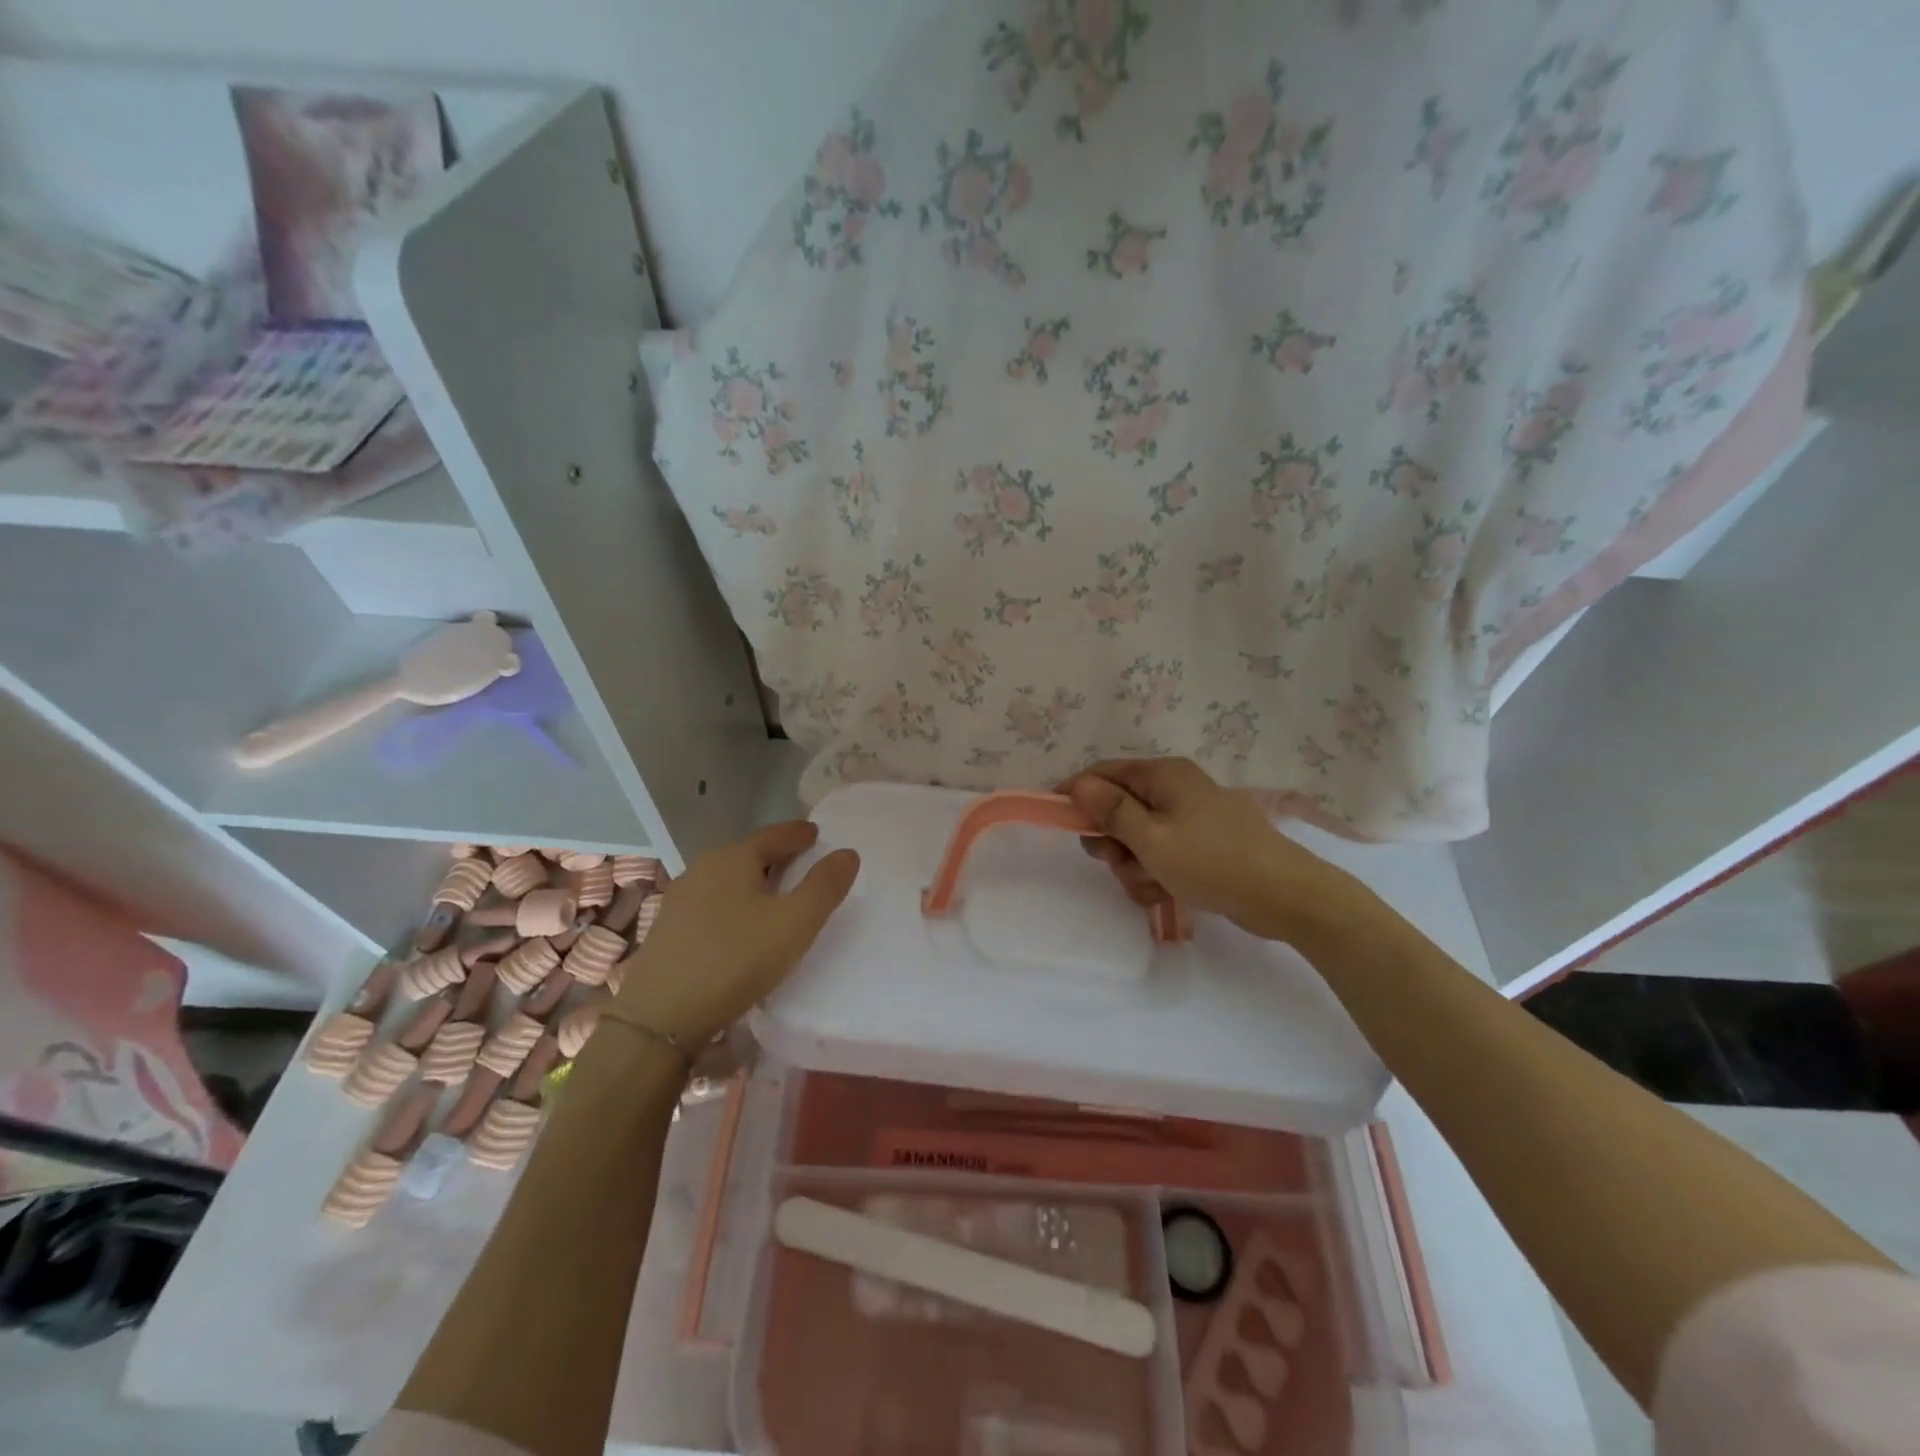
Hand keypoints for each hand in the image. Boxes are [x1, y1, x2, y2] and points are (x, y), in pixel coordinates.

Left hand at [611, 822, 859, 1046]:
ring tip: (775, 895)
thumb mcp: (795, 923)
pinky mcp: (668, 929)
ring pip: (728, 879)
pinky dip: (734, 903)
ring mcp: (680, 898)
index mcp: (734, 857)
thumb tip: (847, 853)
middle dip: (777, 856)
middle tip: (803, 864)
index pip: (775, 834)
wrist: (660, 1017)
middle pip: (749, 853)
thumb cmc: (736, 959)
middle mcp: (703, 868)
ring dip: (753, 881)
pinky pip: (712, 902)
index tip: (817, 835)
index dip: (799, 834)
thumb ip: (825, 886)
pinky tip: (741, 925)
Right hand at [1060, 758, 1369, 944]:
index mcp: (1163, 776)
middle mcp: (1175, 788)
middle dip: (1112, 841)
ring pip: (1138, 837)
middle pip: (1119, 808)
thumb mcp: (1152, 839)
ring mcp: (1190, 817)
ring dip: (1134, 865)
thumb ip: (1111, 811)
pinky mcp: (1202, 844)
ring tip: (1152, 885)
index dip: (1077, 794)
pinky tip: (1165, 893)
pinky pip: (1161, 853)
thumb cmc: (1212, 862)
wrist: (1285, 896)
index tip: (1057, 821)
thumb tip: (1078, 784)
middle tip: (1119, 863)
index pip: (1104, 773)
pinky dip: (1155, 873)